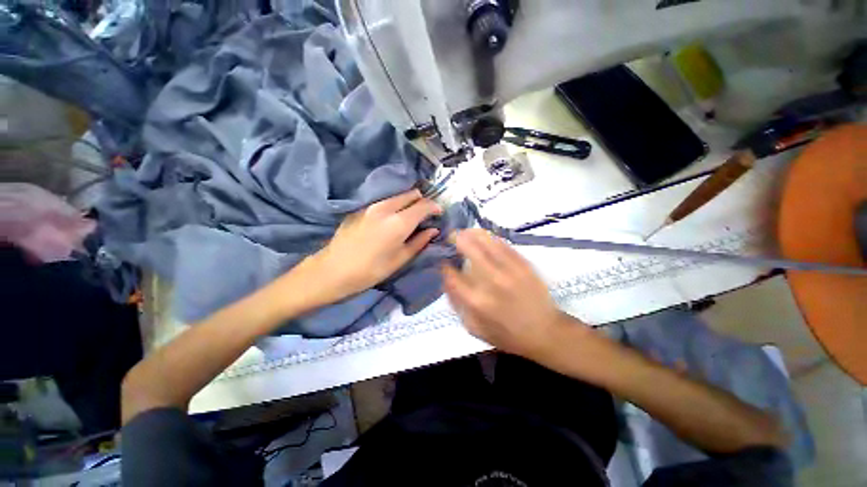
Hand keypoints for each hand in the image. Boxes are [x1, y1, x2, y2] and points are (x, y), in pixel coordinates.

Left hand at [303, 189, 441, 303]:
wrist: (333, 270)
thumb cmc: (371, 270)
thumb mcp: (400, 259)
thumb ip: (420, 241)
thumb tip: (433, 230)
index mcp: (399, 222)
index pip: (424, 205)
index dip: (434, 207)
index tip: (439, 213)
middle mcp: (386, 207)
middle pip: (411, 194)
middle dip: (421, 202)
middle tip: (424, 216)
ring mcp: (371, 205)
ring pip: (397, 196)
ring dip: (407, 203)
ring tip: (408, 218)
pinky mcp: (361, 208)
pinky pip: (384, 201)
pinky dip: (394, 206)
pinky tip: (390, 220)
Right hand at [442, 229, 578, 357]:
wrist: (545, 332)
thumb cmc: (506, 334)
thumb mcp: (474, 328)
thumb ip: (456, 304)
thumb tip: (446, 280)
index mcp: (476, 301)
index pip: (452, 274)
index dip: (444, 265)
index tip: (443, 261)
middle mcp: (491, 281)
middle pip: (468, 248)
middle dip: (455, 239)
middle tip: (451, 237)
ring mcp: (510, 269)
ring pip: (486, 240)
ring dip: (472, 233)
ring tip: (465, 233)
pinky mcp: (523, 263)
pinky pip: (503, 243)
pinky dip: (490, 238)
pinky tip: (484, 237)